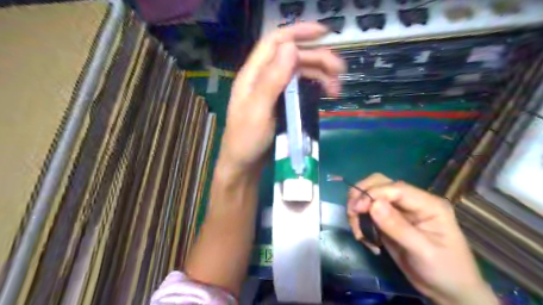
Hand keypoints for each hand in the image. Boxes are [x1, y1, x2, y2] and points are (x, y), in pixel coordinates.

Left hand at [217, 23, 345, 175]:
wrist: (244, 165)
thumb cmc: (246, 140)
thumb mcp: (257, 111)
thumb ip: (272, 80)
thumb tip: (290, 48)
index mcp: (253, 75)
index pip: (275, 43)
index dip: (298, 32)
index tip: (324, 33)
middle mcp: (264, 79)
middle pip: (292, 58)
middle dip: (317, 59)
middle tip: (340, 71)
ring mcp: (273, 92)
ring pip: (299, 74)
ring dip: (319, 75)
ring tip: (337, 87)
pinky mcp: (281, 105)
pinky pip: (300, 89)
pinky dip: (314, 88)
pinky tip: (325, 94)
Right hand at [348, 174, 494, 304]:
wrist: (448, 291)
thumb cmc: (445, 271)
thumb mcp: (424, 252)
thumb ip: (398, 227)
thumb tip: (372, 205)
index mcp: (428, 204)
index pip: (395, 188)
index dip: (373, 193)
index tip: (357, 209)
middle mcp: (411, 201)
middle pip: (380, 183)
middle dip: (361, 195)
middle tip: (352, 214)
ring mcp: (399, 210)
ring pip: (370, 195)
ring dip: (358, 209)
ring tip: (358, 232)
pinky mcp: (388, 220)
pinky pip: (368, 212)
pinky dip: (360, 220)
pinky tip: (364, 237)